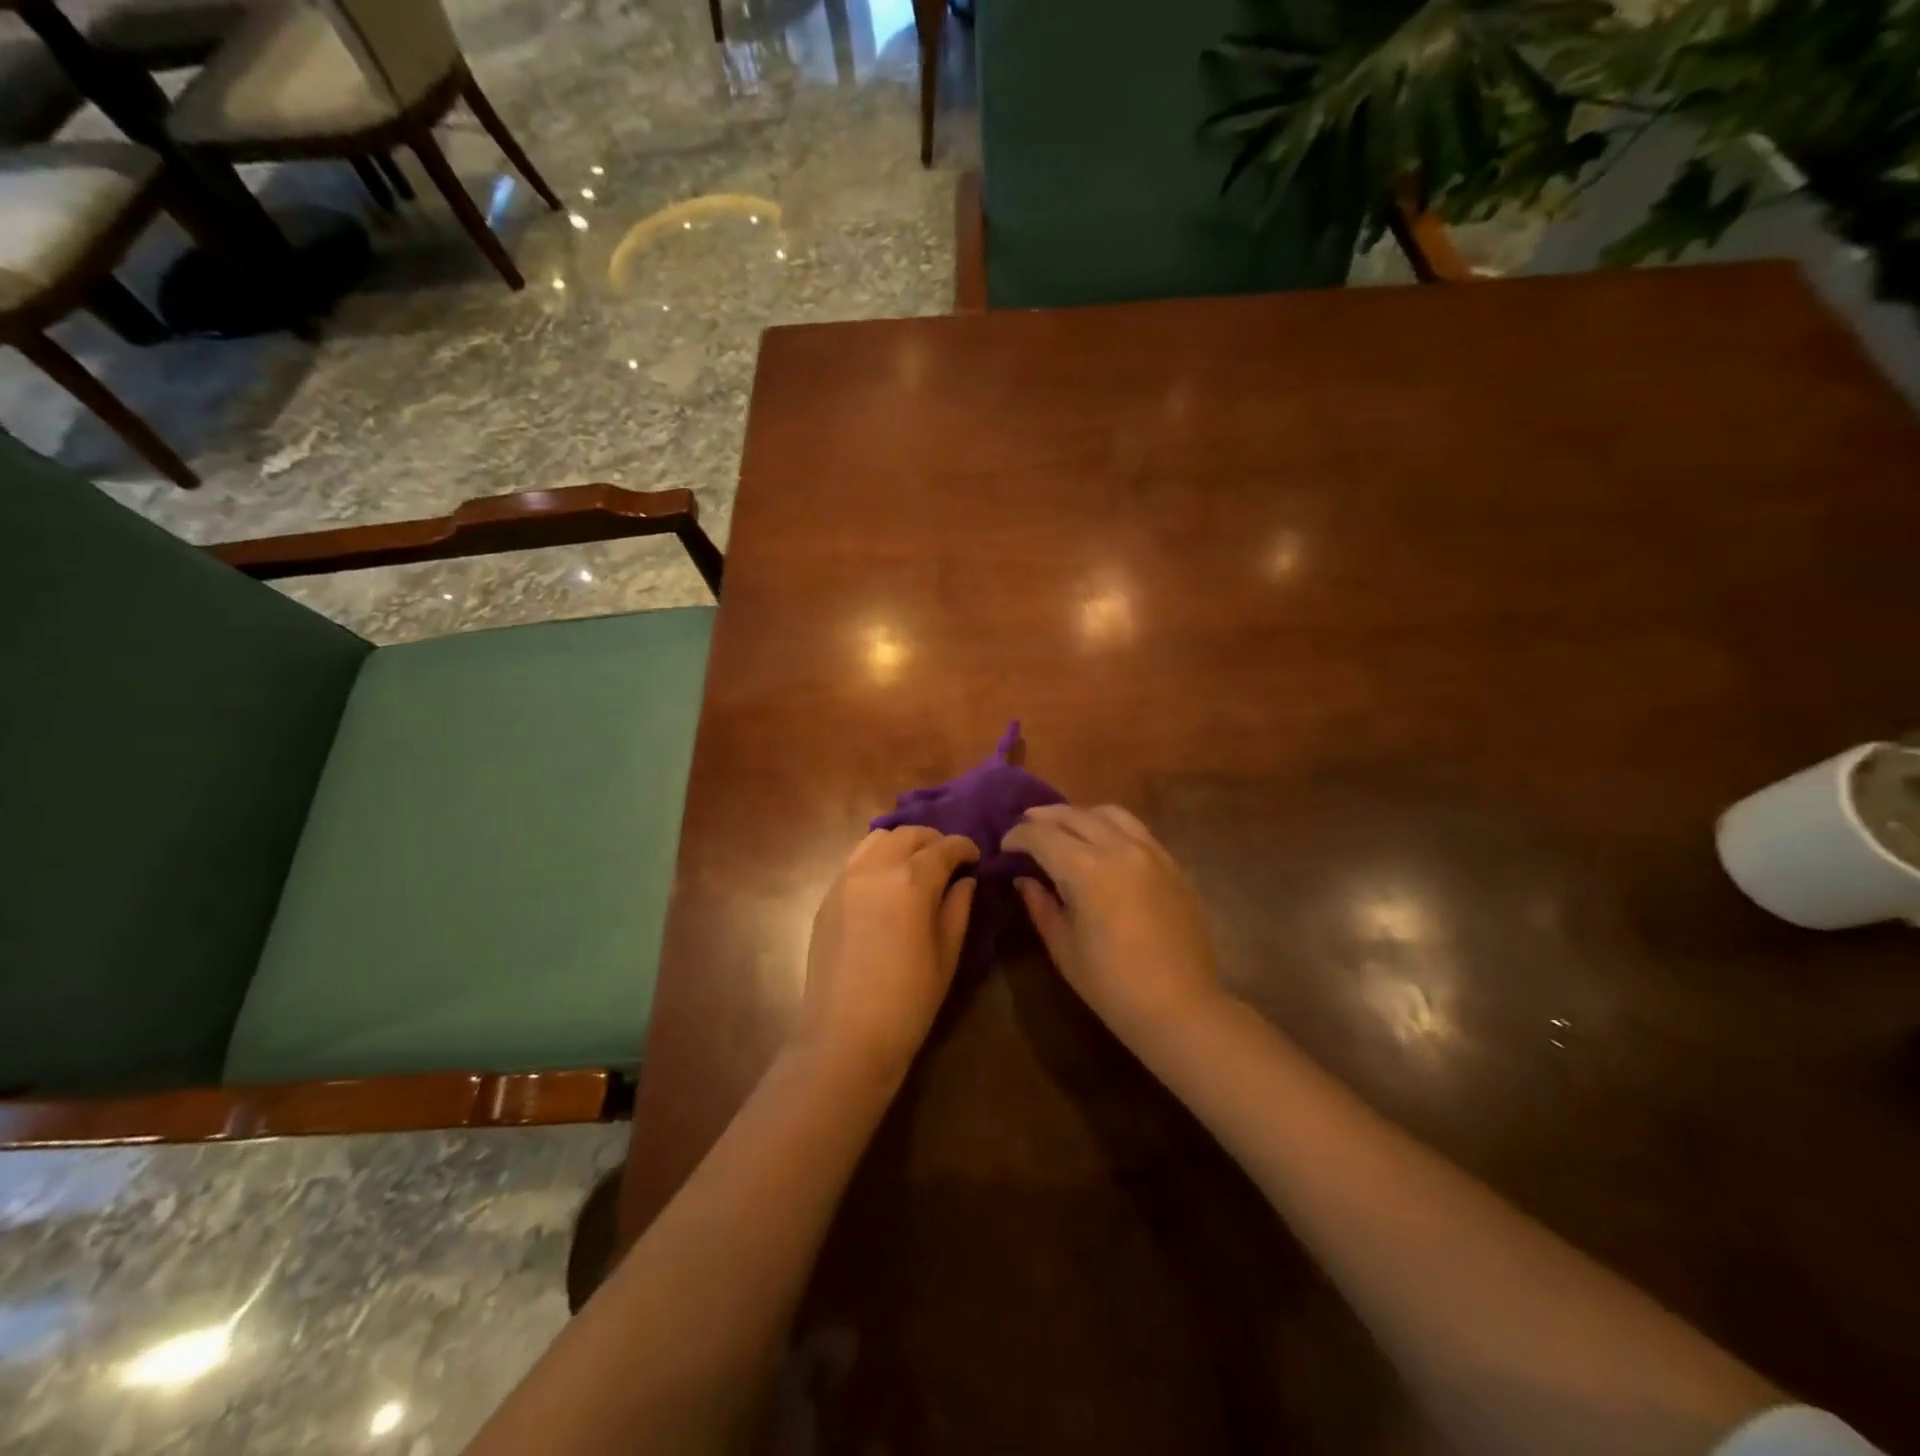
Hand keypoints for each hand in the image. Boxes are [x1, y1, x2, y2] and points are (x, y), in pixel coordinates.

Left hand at [794, 828, 978, 1080]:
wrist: (846, 1036)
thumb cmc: (908, 1000)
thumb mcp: (946, 955)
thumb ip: (957, 909)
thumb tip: (964, 881)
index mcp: (912, 881)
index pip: (943, 848)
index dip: (963, 847)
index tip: (975, 855)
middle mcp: (876, 869)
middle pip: (908, 835)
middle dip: (933, 840)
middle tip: (948, 858)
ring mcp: (846, 880)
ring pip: (876, 839)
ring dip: (901, 843)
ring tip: (915, 863)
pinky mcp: (827, 897)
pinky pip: (855, 861)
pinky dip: (877, 858)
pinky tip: (887, 882)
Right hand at [1003, 805, 1222, 1048]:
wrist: (1179, 1006)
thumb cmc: (1111, 984)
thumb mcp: (1063, 947)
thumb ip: (1041, 905)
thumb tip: (1025, 879)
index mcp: (1085, 869)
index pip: (1042, 835)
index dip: (1018, 835)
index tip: (1005, 845)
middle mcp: (1118, 848)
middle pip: (1074, 815)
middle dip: (1044, 817)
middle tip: (1026, 826)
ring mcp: (1150, 851)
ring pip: (1109, 813)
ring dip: (1080, 814)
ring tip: (1064, 826)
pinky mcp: (1172, 863)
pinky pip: (1136, 829)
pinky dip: (1111, 826)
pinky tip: (1102, 841)